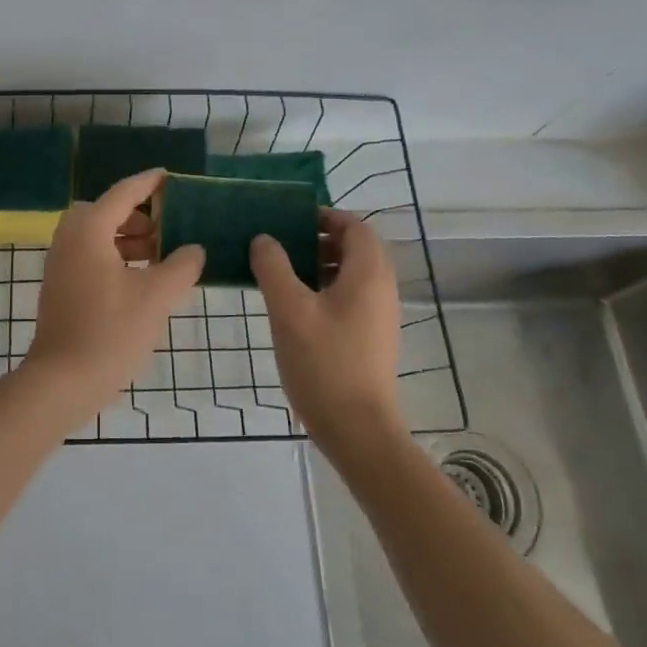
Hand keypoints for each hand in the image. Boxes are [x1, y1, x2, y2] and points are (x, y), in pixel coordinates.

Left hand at [26, 170, 204, 420]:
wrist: (62, 381)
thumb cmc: (111, 332)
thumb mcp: (156, 297)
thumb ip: (181, 266)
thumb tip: (194, 249)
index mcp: (89, 230)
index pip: (123, 193)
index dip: (148, 183)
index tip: (170, 177)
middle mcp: (69, 239)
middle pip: (105, 211)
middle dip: (137, 214)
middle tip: (167, 225)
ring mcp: (60, 264)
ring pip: (96, 235)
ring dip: (126, 237)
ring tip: (160, 254)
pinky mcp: (60, 287)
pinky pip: (89, 255)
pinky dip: (114, 256)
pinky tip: (140, 279)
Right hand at [251, 211, 403, 456]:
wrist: (357, 429)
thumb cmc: (324, 363)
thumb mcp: (289, 310)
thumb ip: (274, 267)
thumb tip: (264, 239)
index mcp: (368, 275)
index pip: (356, 227)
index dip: (326, 216)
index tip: (291, 221)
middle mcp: (381, 289)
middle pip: (357, 248)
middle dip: (321, 239)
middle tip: (284, 246)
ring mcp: (380, 316)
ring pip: (354, 274)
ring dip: (322, 265)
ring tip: (284, 275)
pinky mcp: (372, 337)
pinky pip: (352, 297)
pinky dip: (327, 289)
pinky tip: (297, 308)